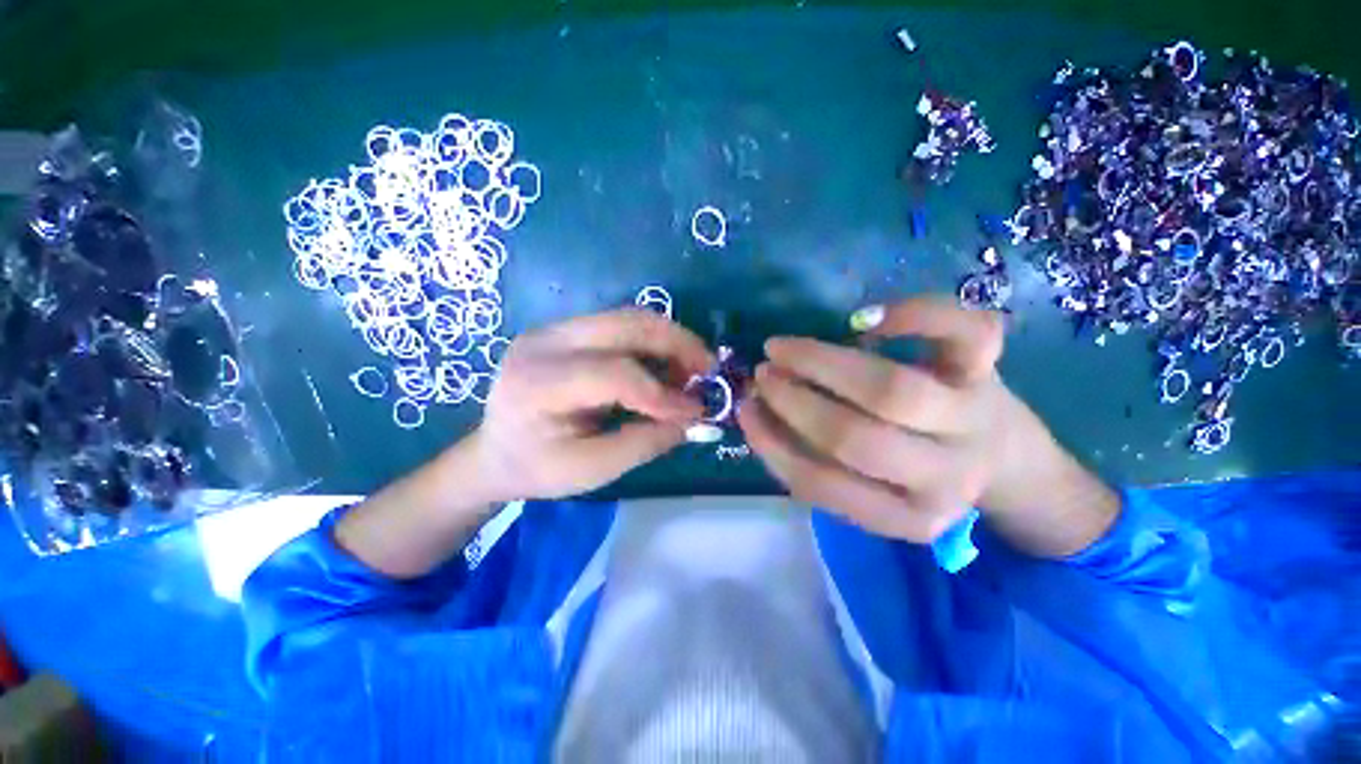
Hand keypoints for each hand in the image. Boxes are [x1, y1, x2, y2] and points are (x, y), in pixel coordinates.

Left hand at [471, 308, 714, 501]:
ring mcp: (555, 328)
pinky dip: (654, 342)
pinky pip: (622, 325)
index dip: (661, 393)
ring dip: (670, 339)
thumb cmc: (536, 469)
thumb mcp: (591, 470)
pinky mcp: (568, 329)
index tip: (697, 411)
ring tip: (693, 369)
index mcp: (539, 383)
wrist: (494, 451)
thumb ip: (644, 443)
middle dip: (678, 343)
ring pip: (629, 317)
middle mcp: (545, 341)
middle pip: (626, 324)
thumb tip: (693, 418)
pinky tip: (668, 365)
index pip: (613, 374)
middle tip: (709, 370)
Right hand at [740, 296, 1118, 556]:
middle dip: (795, 402)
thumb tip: (758, 413)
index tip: (747, 411)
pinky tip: (867, 318)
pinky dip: (915, 316)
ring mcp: (972, 419)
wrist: (1004, 457)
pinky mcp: (988, 371)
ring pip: (892, 389)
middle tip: (763, 374)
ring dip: (822, 363)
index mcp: (908, 516)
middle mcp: (946, 475)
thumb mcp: (866, 489)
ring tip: (784, 349)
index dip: (775, 445)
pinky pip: (966, 333)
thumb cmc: (916, 470)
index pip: (825, 485)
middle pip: (856, 438)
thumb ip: (814, 460)